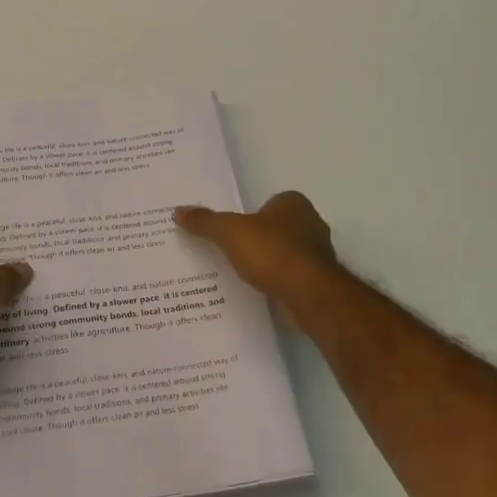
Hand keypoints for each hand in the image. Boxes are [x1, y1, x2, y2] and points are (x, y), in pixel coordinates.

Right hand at [175, 190, 339, 305]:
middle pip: (277, 228)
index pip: (268, 203)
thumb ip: (205, 221)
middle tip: (231, 251)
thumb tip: (178, 211)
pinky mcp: (318, 281)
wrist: (307, 293)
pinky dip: (276, 281)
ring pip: (285, 253)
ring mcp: (318, 254)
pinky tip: (259, 291)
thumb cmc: (271, 252)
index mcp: (294, 203)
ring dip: (268, 262)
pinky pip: (290, 276)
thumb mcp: (229, 232)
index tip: (231, 231)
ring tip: (241, 274)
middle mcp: (311, 223)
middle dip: (258, 239)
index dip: (250, 216)